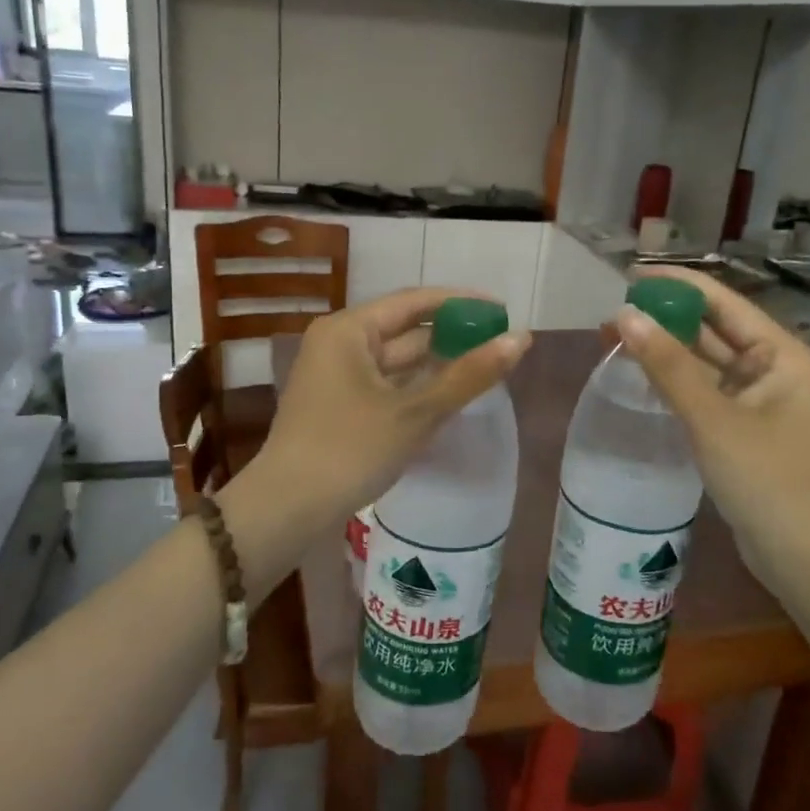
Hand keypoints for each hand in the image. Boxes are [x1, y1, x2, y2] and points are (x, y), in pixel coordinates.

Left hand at [228, 288, 529, 560]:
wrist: (288, 508)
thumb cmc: (350, 450)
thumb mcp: (415, 412)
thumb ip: (469, 375)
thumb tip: (521, 340)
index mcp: (349, 330)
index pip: (414, 302)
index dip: (461, 304)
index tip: (501, 311)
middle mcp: (338, 343)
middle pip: (404, 329)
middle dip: (451, 335)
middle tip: (500, 343)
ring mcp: (335, 375)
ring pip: (396, 360)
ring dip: (436, 363)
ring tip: (484, 367)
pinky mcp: (338, 405)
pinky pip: (385, 383)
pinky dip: (416, 386)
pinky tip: (448, 395)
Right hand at [613, 266, 809, 604]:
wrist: (804, 556)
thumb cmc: (767, 480)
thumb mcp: (713, 418)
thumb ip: (668, 366)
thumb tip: (625, 316)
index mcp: (781, 354)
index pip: (723, 303)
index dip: (677, 286)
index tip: (630, 277)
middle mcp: (773, 369)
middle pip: (714, 330)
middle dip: (666, 319)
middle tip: (614, 313)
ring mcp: (759, 401)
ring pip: (706, 363)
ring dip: (667, 351)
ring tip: (617, 339)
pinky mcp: (744, 429)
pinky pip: (705, 392)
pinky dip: (675, 382)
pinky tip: (642, 377)